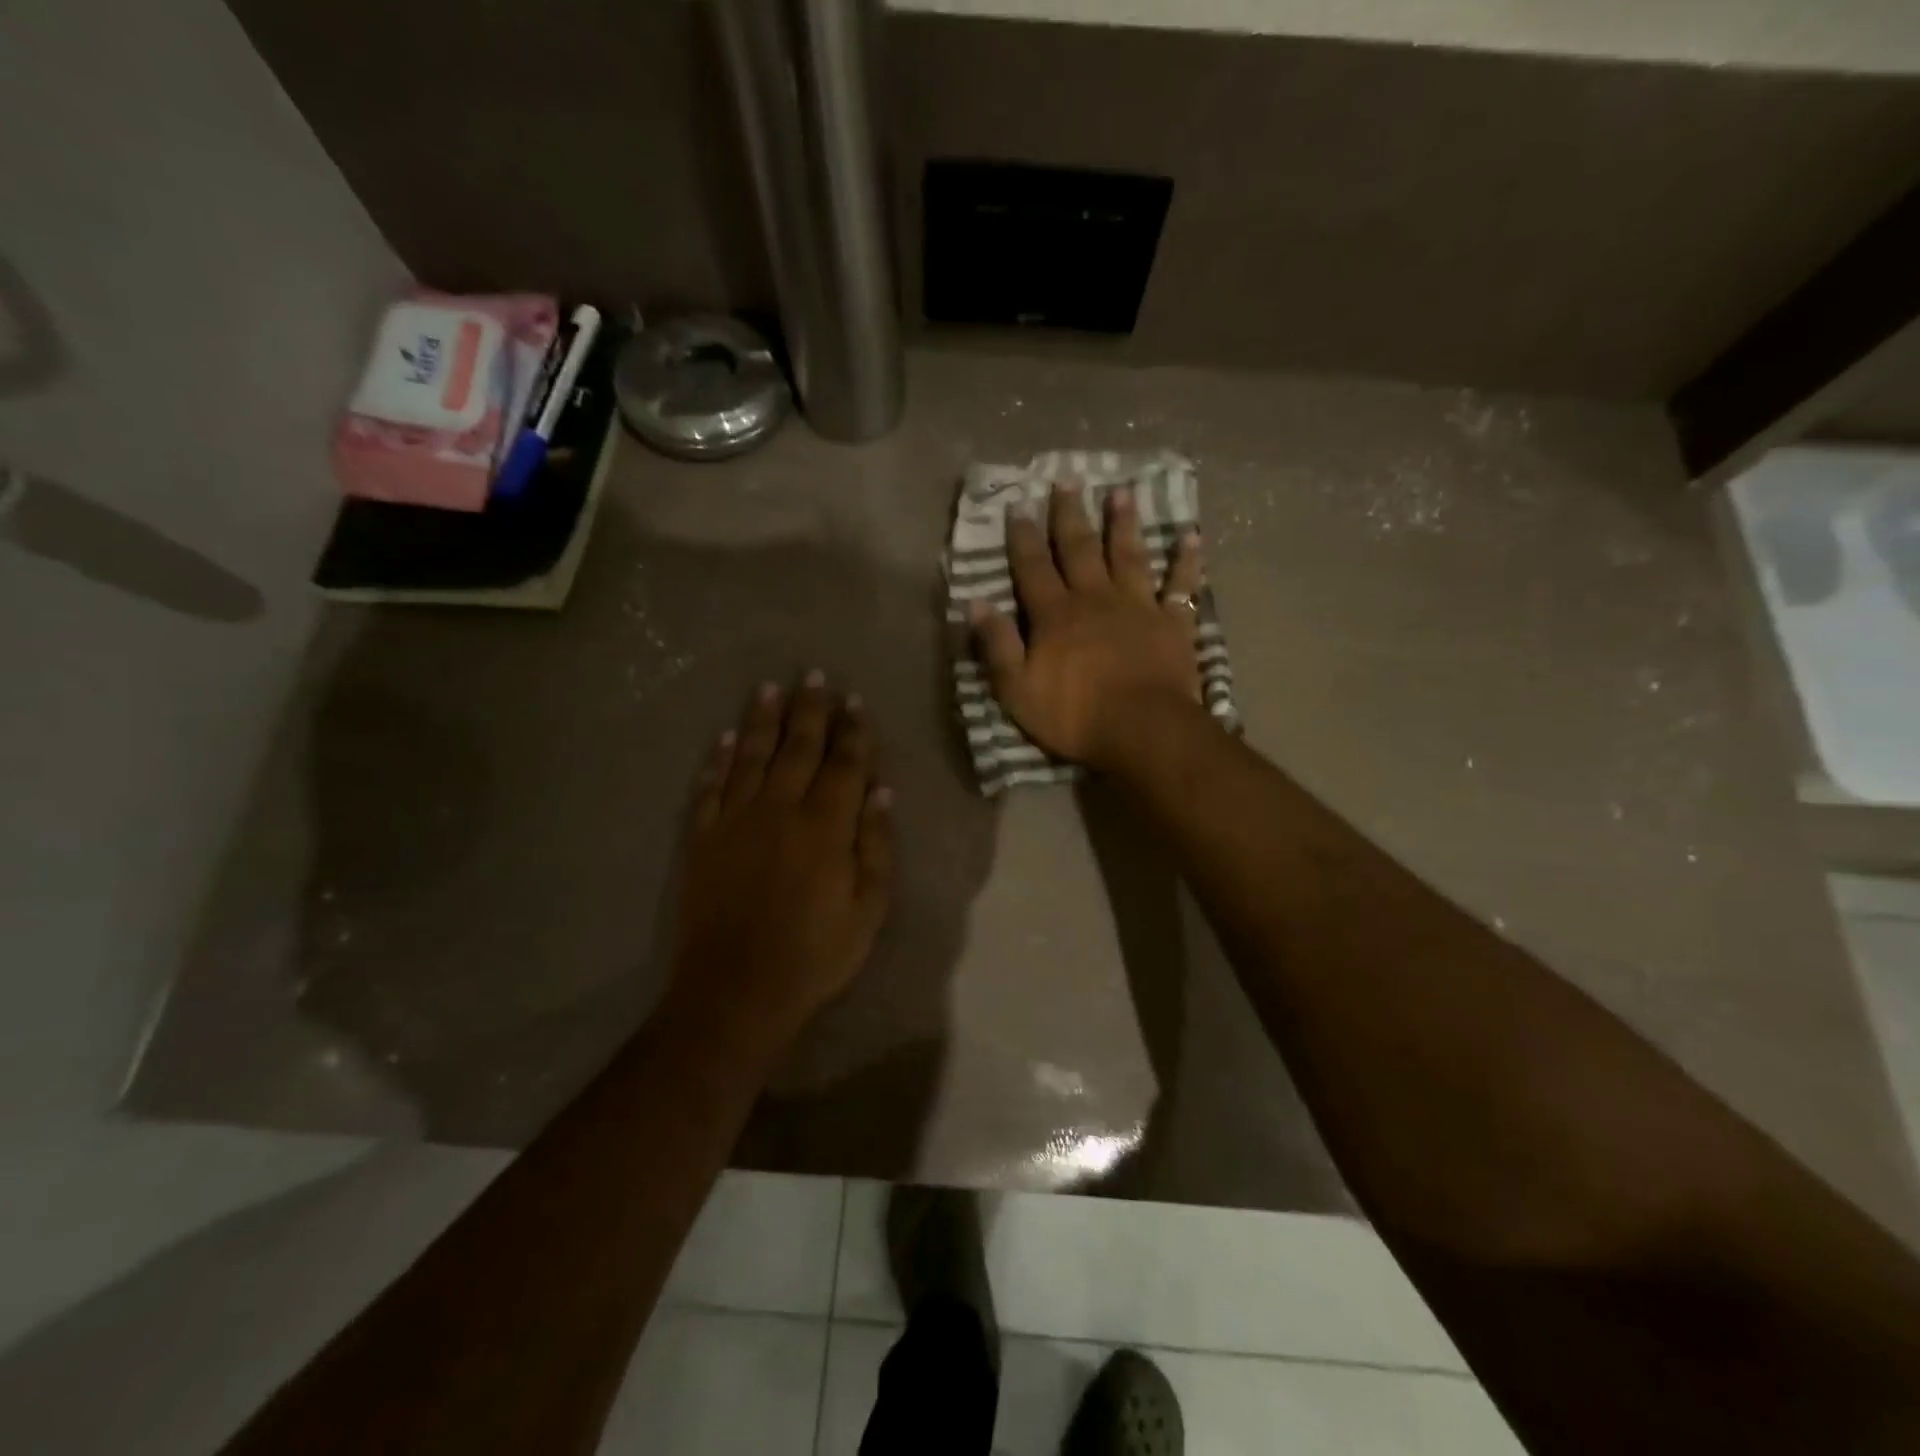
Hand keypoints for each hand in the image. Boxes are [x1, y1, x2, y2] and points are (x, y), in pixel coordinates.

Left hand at [672, 673, 893, 1048]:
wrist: (735, 991)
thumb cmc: (814, 955)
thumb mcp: (868, 910)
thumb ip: (876, 846)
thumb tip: (881, 791)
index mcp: (826, 826)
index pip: (844, 764)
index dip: (852, 731)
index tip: (854, 701)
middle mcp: (780, 810)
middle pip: (798, 748)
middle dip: (809, 710)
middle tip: (813, 676)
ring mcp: (735, 821)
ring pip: (751, 756)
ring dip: (761, 720)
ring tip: (769, 689)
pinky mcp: (702, 839)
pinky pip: (710, 788)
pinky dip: (717, 760)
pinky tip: (724, 739)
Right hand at [969, 479, 1205, 771]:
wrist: (1142, 729)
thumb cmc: (1074, 715)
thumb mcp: (1017, 689)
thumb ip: (998, 645)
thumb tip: (976, 604)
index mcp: (1056, 615)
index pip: (1033, 569)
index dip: (1023, 538)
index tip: (1018, 506)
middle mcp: (1095, 599)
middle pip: (1080, 550)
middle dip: (1070, 515)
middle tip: (1067, 480)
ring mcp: (1138, 607)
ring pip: (1129, 556)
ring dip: (1124, 524)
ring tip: (1122, 492)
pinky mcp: (1173, 623)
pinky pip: (1181, 585)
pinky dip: (1187, 560)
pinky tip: (1191, 536)